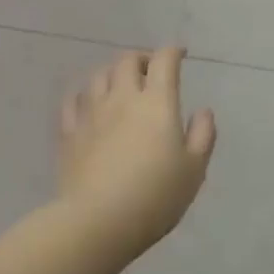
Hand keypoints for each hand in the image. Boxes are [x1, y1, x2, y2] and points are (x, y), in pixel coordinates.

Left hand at [57, 47, 215, 259]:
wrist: (98, 221)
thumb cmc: (155, 196)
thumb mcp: (194, 170)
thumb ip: (202, 135)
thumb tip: (203, 111)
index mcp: (157, 102)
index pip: (164, 61)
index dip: (173, 51)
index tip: (180, 54)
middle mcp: (122, 98)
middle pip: (127, 61)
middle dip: (142, 58)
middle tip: (151, 71)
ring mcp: (91, 113)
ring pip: (99, 76)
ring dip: (113, 73)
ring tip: (121, 85)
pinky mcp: (69, 132)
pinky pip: (73, 101)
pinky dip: (84, 95)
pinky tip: (89, 104)